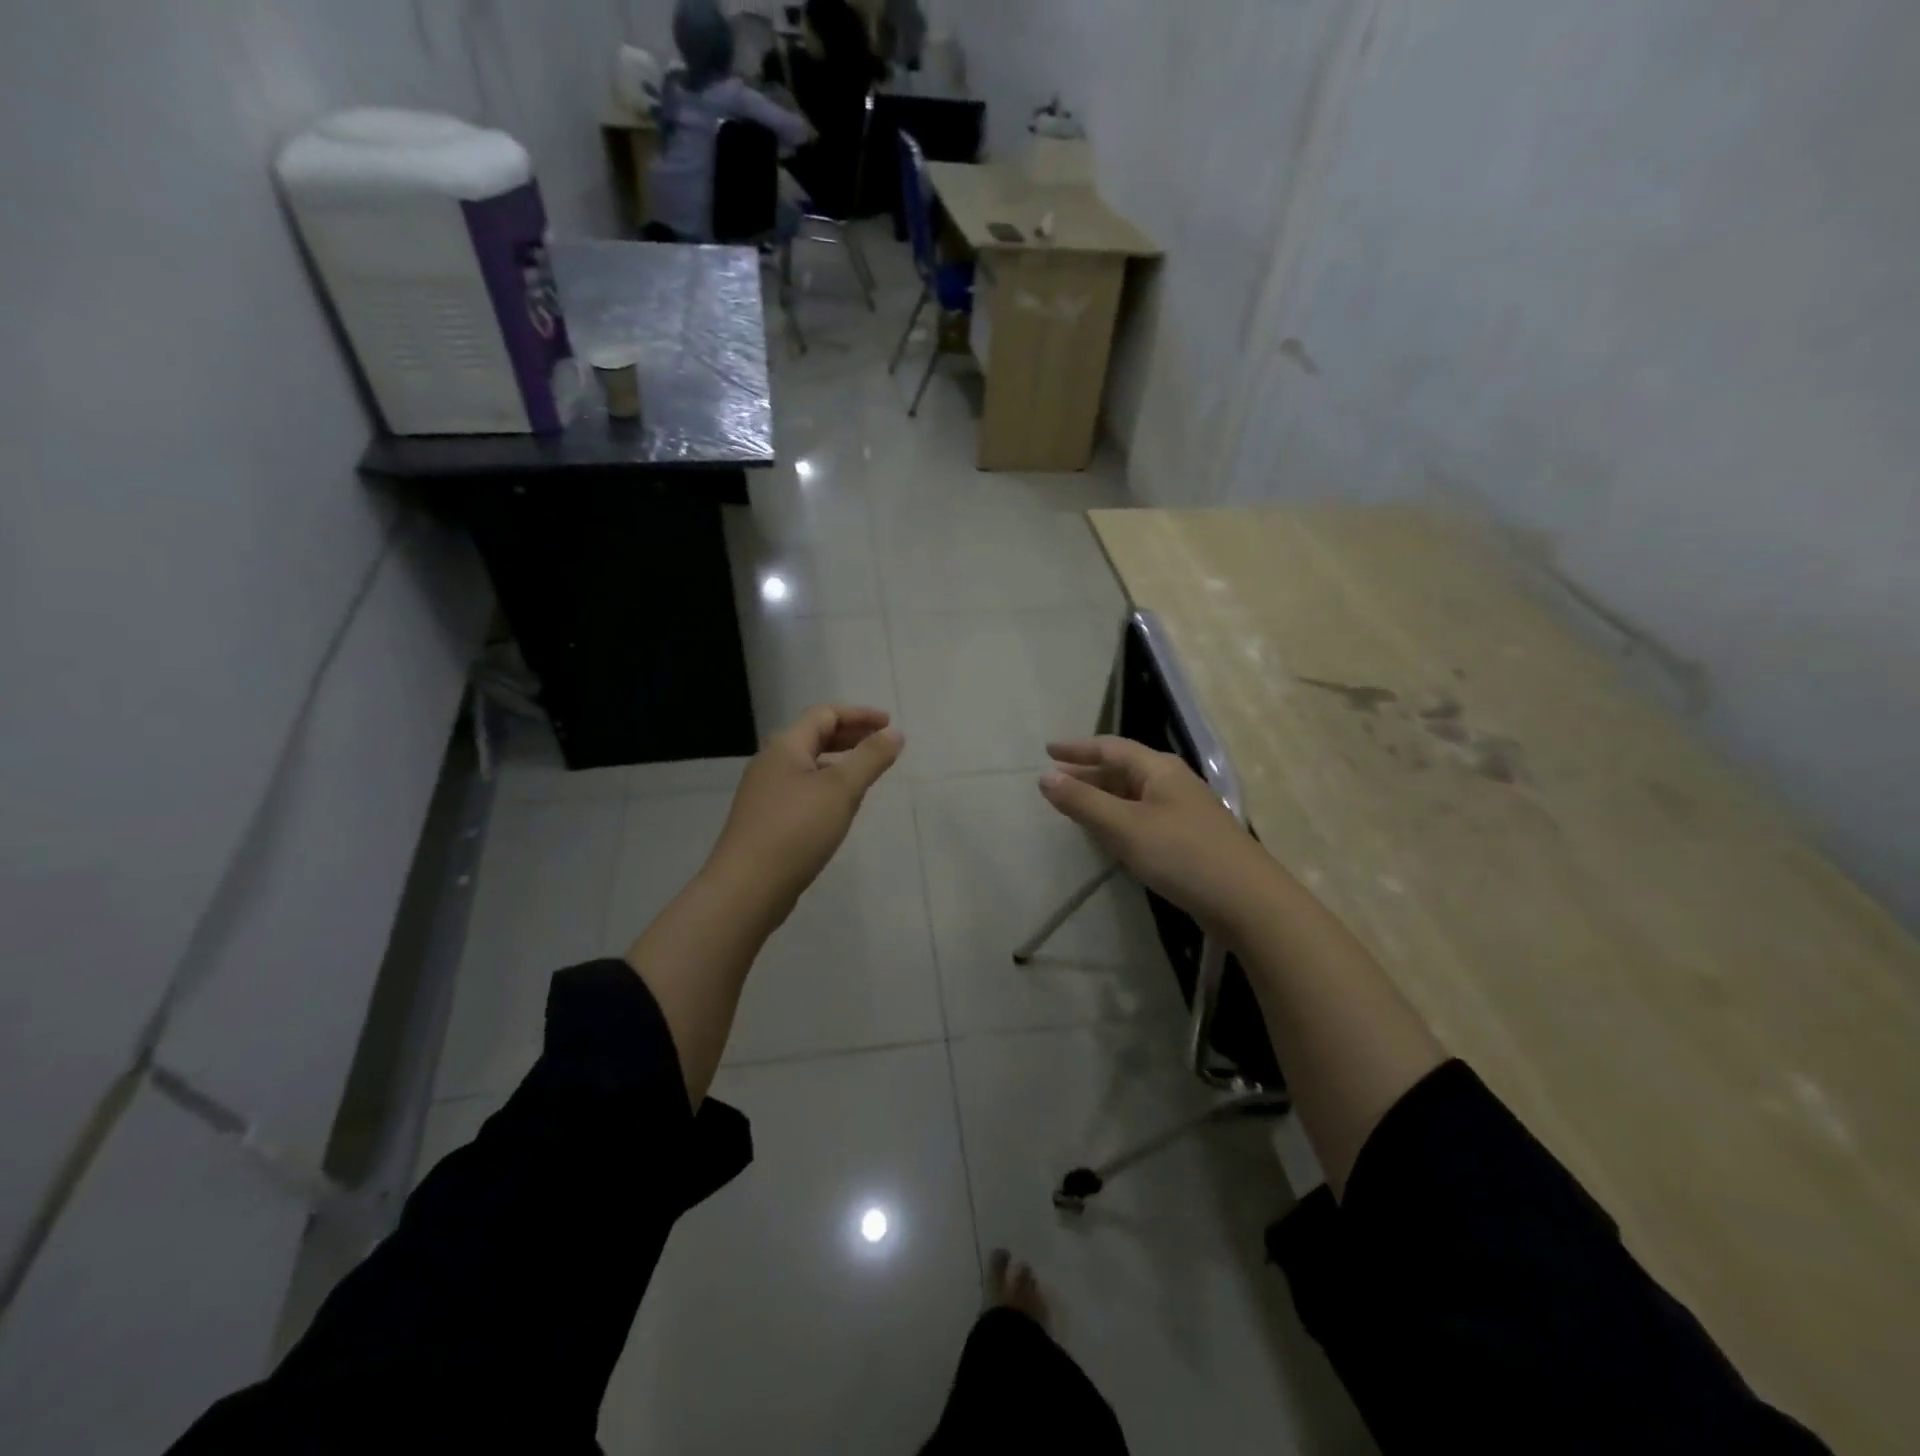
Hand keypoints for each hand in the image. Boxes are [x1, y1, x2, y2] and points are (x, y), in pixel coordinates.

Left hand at [706, 705, 903, 922]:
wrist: (747, 888)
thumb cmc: (797, 830)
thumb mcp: (841, 790)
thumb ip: (871, 758)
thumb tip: (896, 734)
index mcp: (785, 747)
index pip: (824, 714)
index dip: (859, 715)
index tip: (889, 724)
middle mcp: (771, 763)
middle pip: (814, 736)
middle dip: (850, 735)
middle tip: (882, 744)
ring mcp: (765, 793)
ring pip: (808, 764)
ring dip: (839, 761)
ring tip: (865, 773)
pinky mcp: (765, 820)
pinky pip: (802, 788)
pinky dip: (826, 785)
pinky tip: (839, 806)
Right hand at [1038, 736, 1269, 934]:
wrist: (1246, 901)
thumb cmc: (1182, 855)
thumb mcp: (1125, 827)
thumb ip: (1083, 801)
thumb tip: (1045, 777)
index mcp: (1159, 769)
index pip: (1110, 747)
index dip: (1077, 748)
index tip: (1047, 751)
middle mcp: (1172, 782)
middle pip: (1122, 769)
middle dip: (1087, 772)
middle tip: (1055, 781)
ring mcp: (1183, 810)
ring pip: (1133, 794)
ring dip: (1102, 796)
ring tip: (1073, 805)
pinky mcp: (1188, 838)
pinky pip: (1143, 816)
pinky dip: (1118, 818)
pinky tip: (1108, 834)